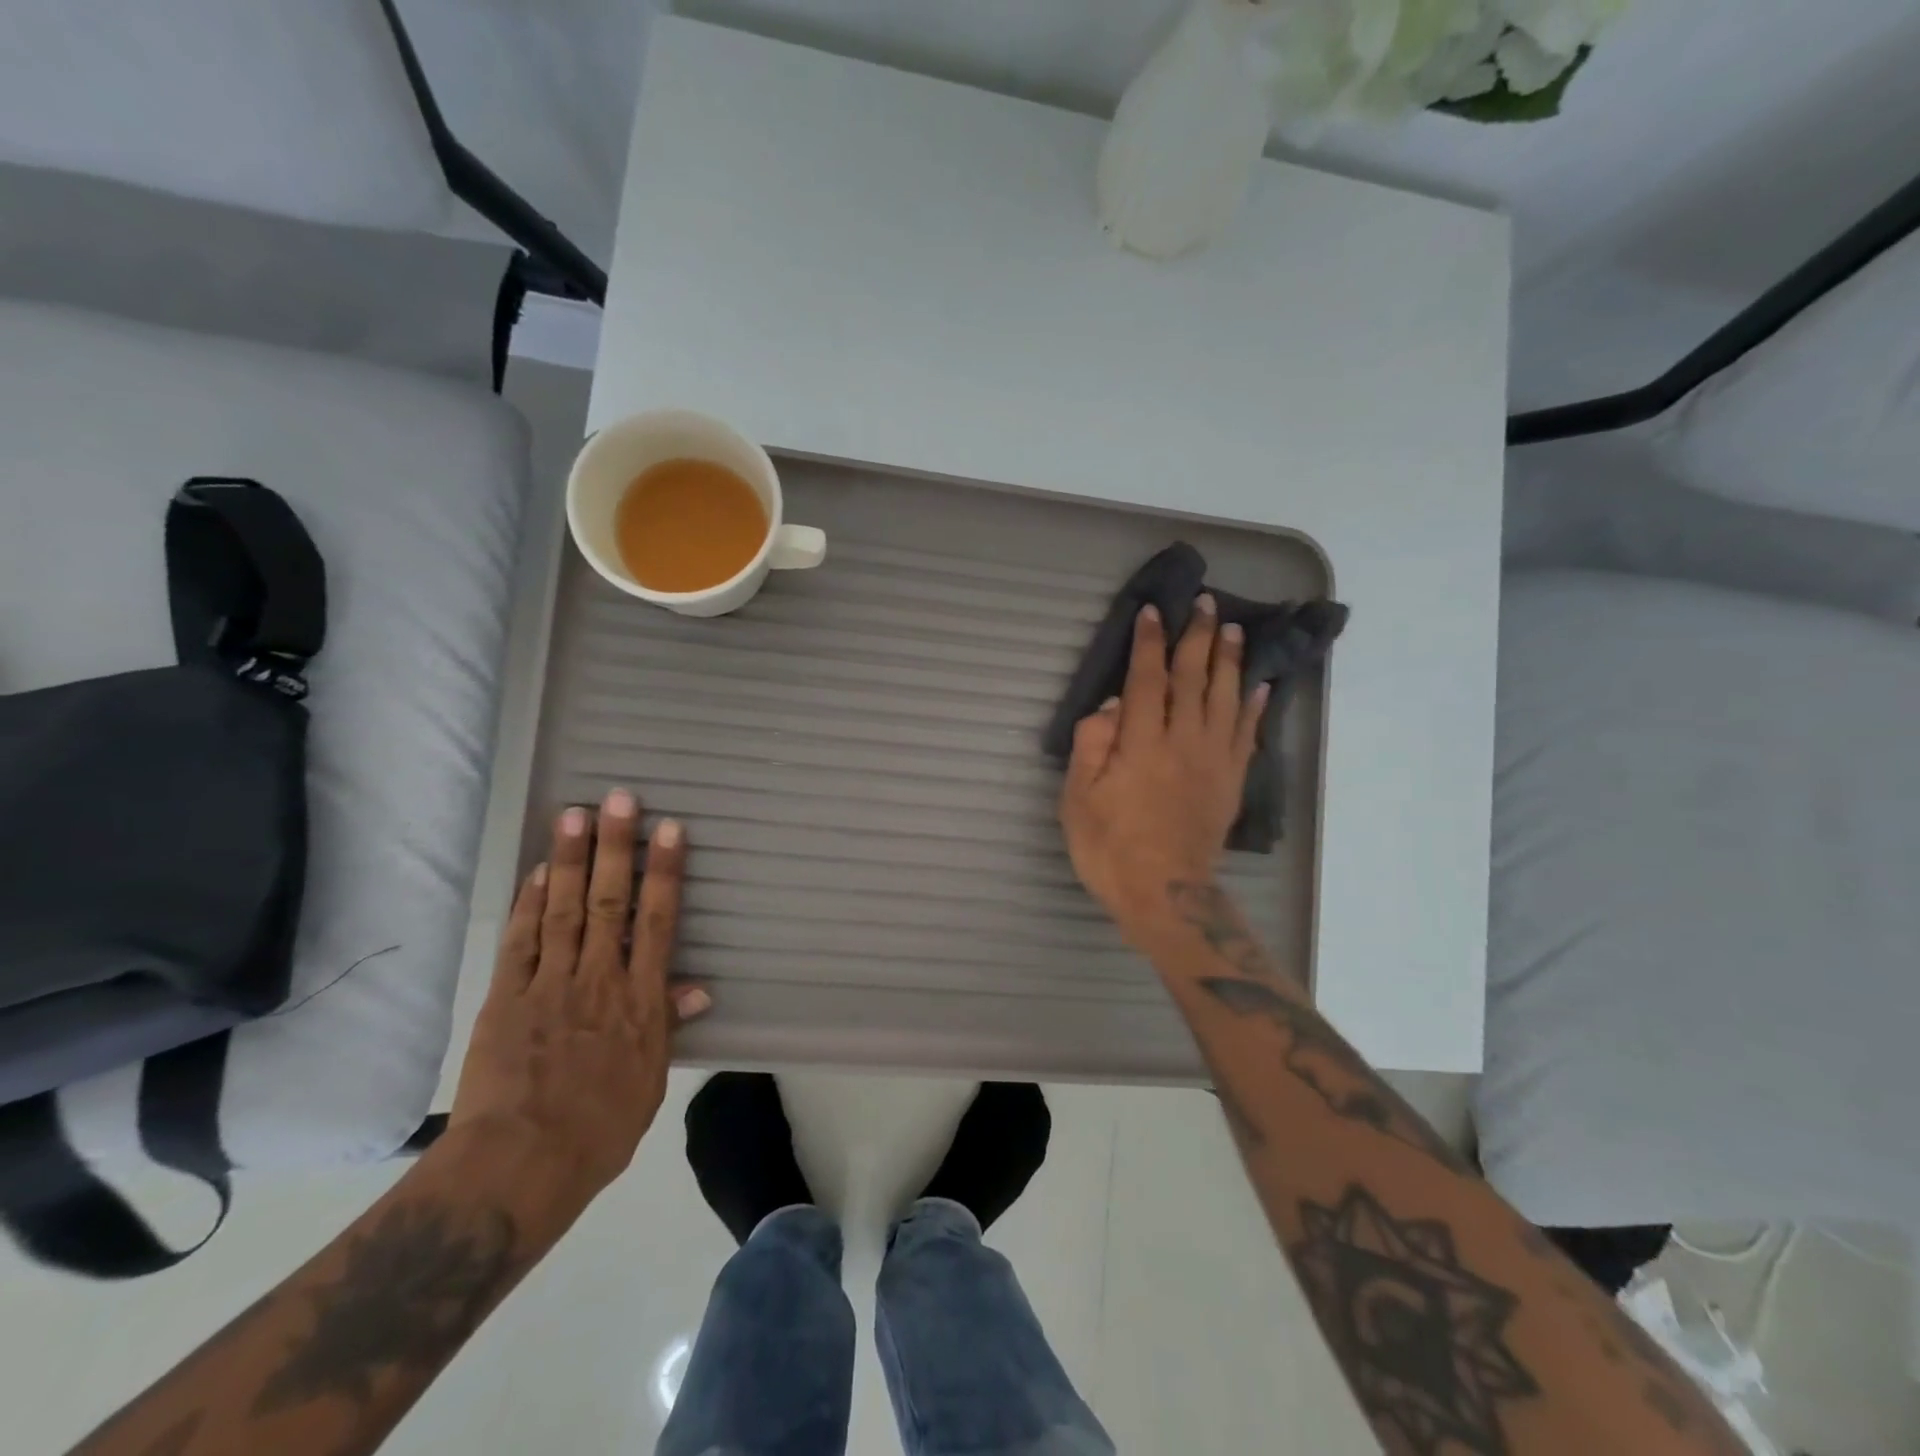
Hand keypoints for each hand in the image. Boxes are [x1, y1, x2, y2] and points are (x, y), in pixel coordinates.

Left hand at [449, 788, 710, 1205]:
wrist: (519, 1168)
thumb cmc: (599, 1130)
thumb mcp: (651, 1081)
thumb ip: (667, 1026)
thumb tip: (696, 989)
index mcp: (640, 1000)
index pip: (658, 921)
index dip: (665, 872)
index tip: (669, 830)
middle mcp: (599, 980)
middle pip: (611, 902)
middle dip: (616, 847)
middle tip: (619, 798)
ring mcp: (550, 985)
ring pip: (565, 910)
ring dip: (571, 860)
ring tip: (574, 814)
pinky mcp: (506, 998)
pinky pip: (522, 943)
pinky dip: (530, 904)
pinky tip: (538, 872)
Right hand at [1059, 595, 1266, 941]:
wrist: (1165, 894)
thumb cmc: (1110, 848)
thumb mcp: (1078, 800)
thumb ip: (1092, 746)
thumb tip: (1112, 704)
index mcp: (1141, 744)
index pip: (1147, 681)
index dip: (1149, 643)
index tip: (1154, 611)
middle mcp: (1182, 742)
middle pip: (1193, 680)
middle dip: (1198, 638)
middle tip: (1207, 604)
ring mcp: (1213, 761)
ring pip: (1225, 699)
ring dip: (1230, 661)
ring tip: (1235, 630)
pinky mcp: (1231, 781)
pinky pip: (1247, 735)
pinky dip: (1254, 707)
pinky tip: (1260, 686)